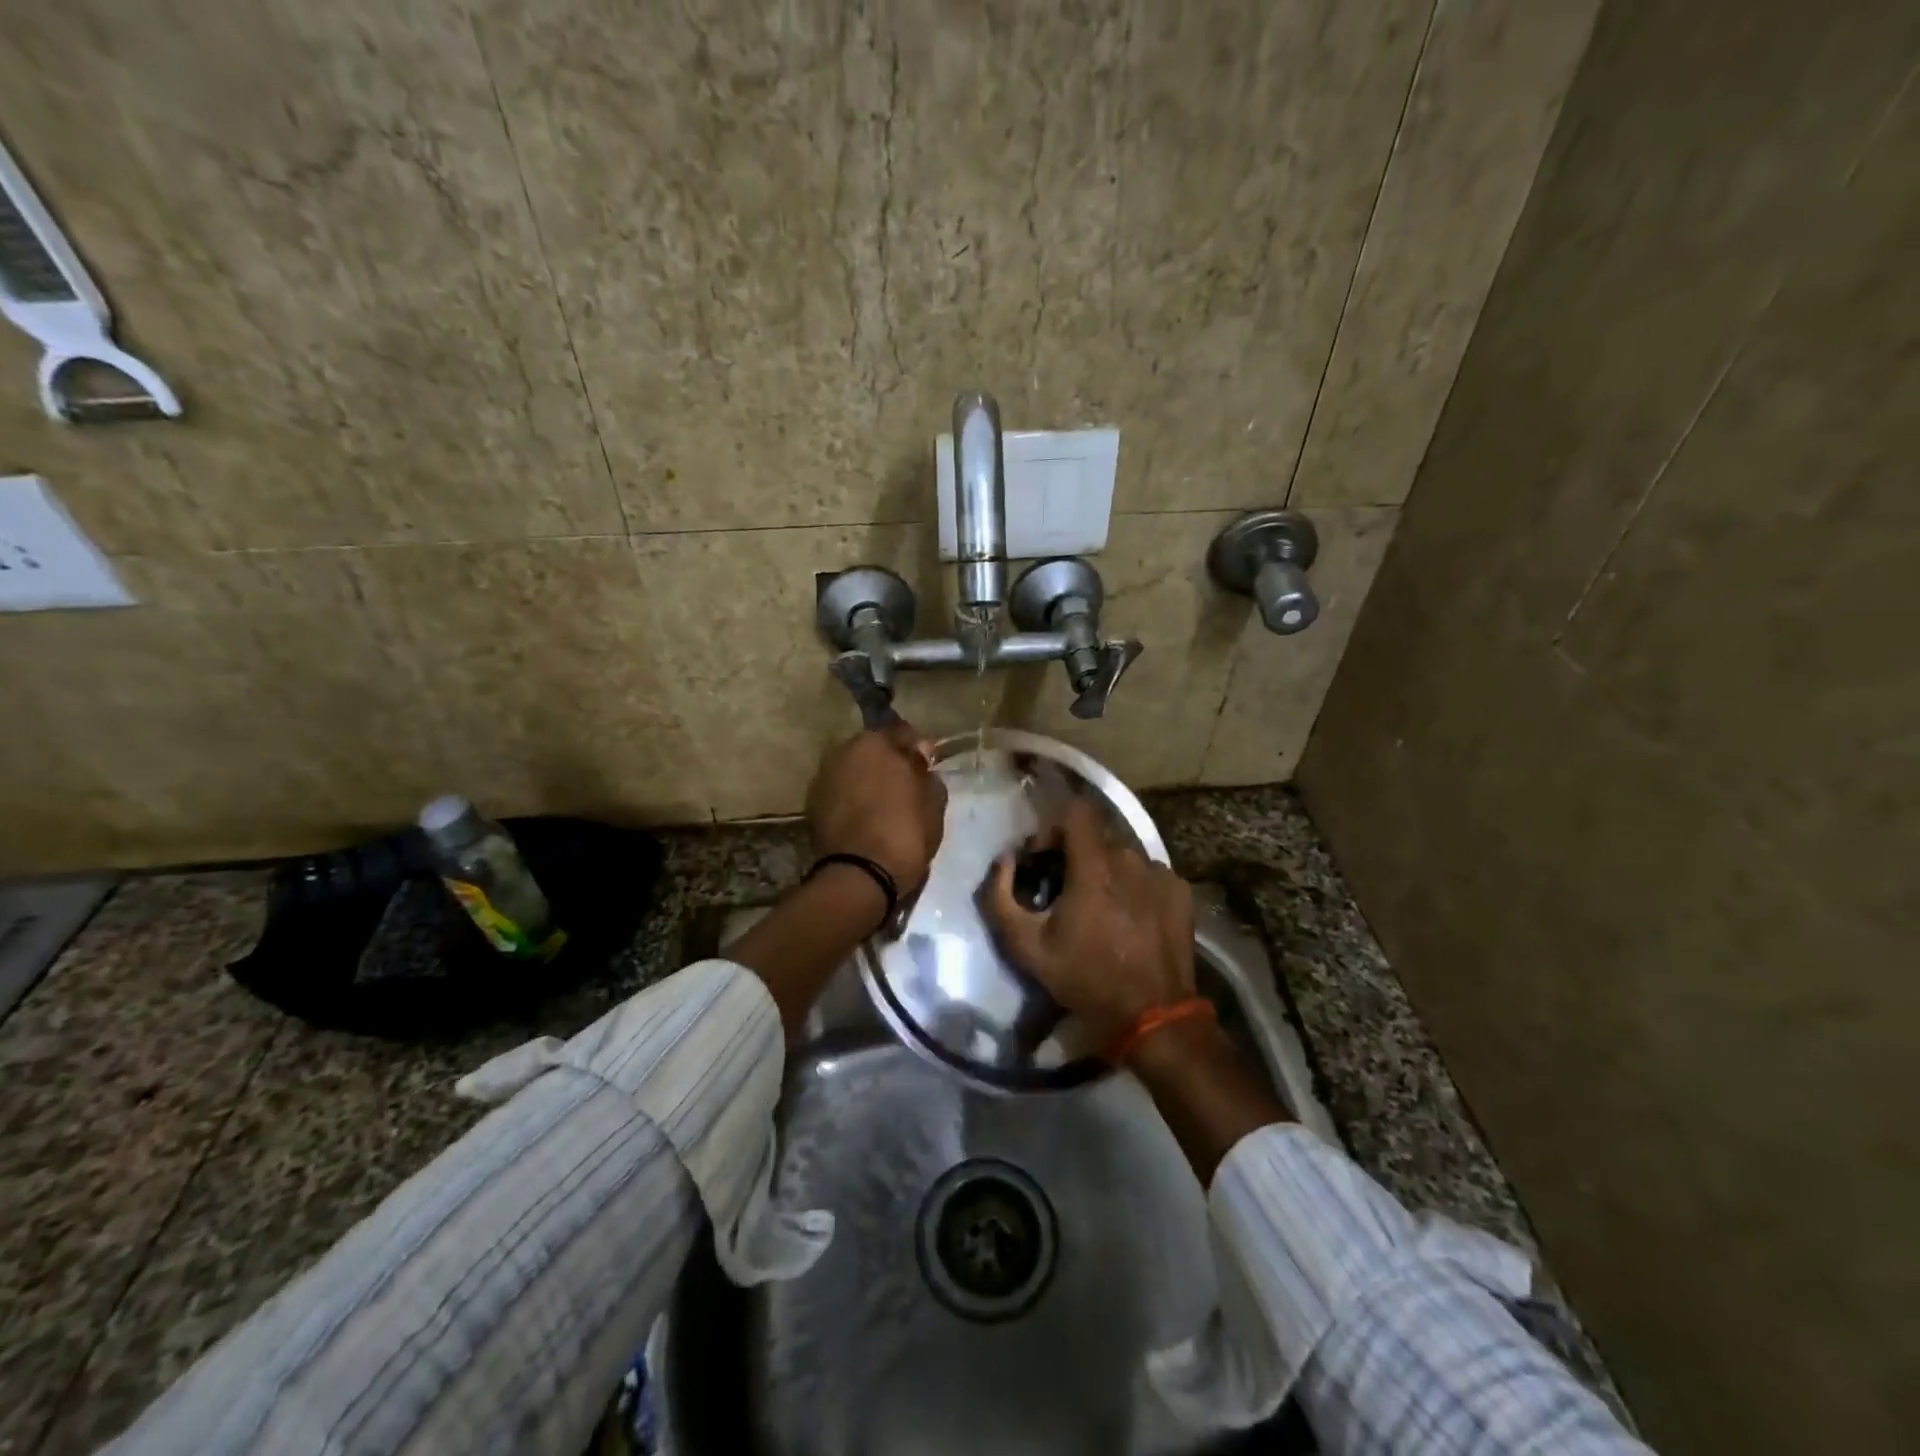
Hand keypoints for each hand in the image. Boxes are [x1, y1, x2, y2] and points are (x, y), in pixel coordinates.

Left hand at [805, 721, 947, 895]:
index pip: (902, 732)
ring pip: (853, 770)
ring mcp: (823, 777)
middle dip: (887, 762)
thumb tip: (918, 754)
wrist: (860, 876)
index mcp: (875, 743)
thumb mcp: (933, 801)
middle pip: (872, 749)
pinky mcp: (812, 804)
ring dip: (866, 779)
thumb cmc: (906, 832)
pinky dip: (850, 798)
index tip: (926, 766)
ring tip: (882, 804)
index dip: (917, 748)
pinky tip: (863, 817)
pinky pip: (839, 792)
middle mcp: (843, 751)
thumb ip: (926, 771)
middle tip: (904, 785)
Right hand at [980, 798, 1195, 1050]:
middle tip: (1063, 890)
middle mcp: (1131, 858)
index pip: (1075, 811)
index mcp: (1095, 865)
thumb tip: (1004, 861)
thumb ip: (1000, 897)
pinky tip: (1128, 919)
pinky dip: (1133, 887)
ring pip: (1123, 855)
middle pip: (1097, 836)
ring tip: (1099, 908)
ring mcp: (1161, 874)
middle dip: (1074, 854)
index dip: (1052, 828)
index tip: (1042, 859)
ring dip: (1105, 871)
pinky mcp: (1181, 892)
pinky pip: (1148, 874)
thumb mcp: (1026, 946)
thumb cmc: (1086, 978)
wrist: (1153, 1016)